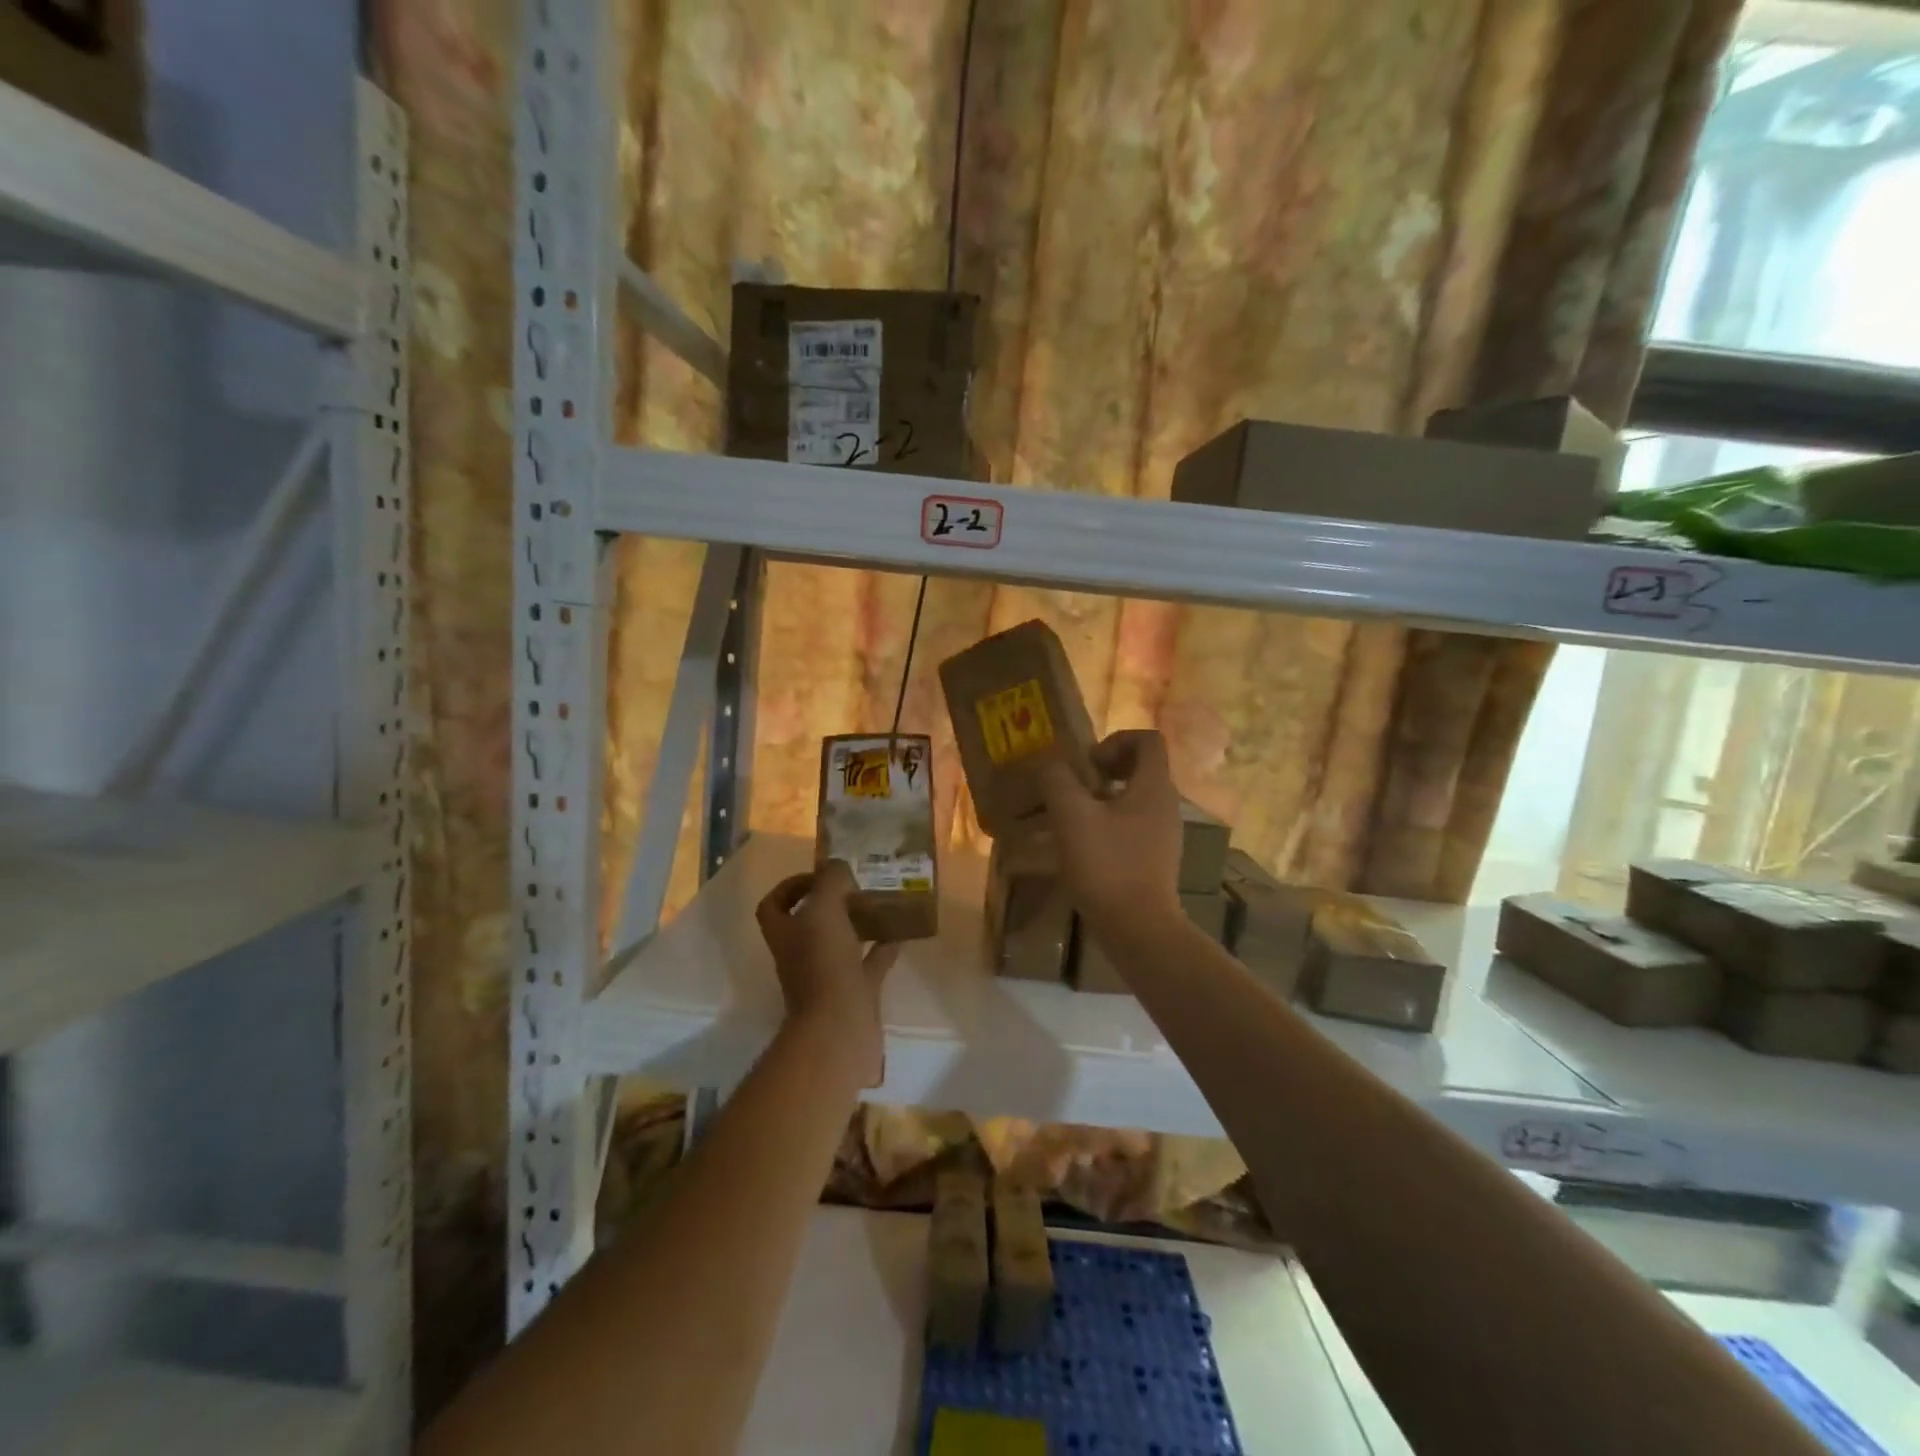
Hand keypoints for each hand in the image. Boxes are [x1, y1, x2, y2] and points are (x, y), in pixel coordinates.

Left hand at [755, 860, 898, 1087]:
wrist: (839, 1028)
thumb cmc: (823, 964)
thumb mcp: (824, 909)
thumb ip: (829, 881)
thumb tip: (837, 866)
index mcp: (785, 933)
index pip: (774, 905)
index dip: (790, 887)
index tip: (819, 875)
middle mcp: (801, 953)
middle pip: (810, 922)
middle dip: (831, 902)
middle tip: (857, 884)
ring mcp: (829, 974)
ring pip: (842, 941)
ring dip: (858, 922)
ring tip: (881, 900)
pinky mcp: (856, 991)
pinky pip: (870, 961)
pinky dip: (884, 945)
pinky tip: (902, 930)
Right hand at [1037, 729, 1183, 934]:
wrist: (1138, 929)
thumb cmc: (1106, 865)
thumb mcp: (1071, 816)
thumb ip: (1057, 780)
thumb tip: (1050, 765)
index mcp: (1153, 786)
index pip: (1147, 739)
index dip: (1115, 741)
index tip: (1088, 765)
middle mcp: (1165, 805)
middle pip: (1139, 768)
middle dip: (1103, 771)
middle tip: (1074, 789)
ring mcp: (1163, 834)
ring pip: (1132, 799)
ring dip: (1101, 800)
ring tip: (1068, 819)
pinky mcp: (1154, 859)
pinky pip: (1131, 827)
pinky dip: (1106, 826)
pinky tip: (1079, 848)